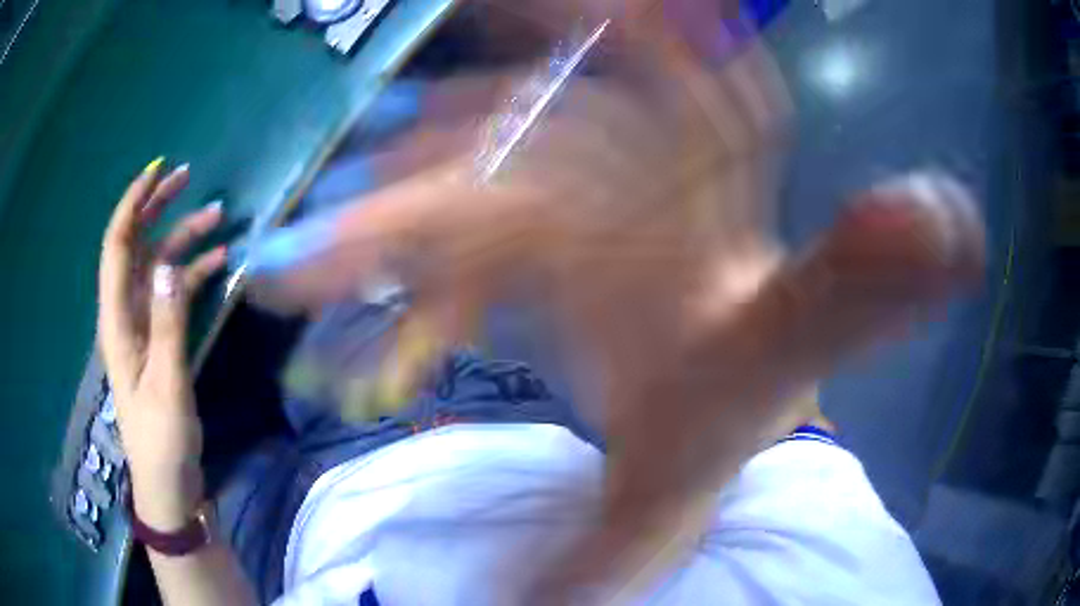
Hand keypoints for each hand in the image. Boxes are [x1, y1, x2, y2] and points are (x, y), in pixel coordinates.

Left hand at [97, 159, 225, 529]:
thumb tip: (171, 266)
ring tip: (217, 216)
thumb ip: (168, 325)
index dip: (133, 205)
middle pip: (135, 247)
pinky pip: (172, 293)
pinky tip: (219, 263)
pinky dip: (193, 273)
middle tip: (187, 178)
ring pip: (157, 266)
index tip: (158, 171)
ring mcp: (142, 326)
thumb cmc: (161, 439)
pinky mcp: (158, 339)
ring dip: (182, 239)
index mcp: (117, 321)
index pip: (117, 247)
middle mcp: (125, 314)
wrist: (167, 481)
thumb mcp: (167, 385)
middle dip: (157, 208)